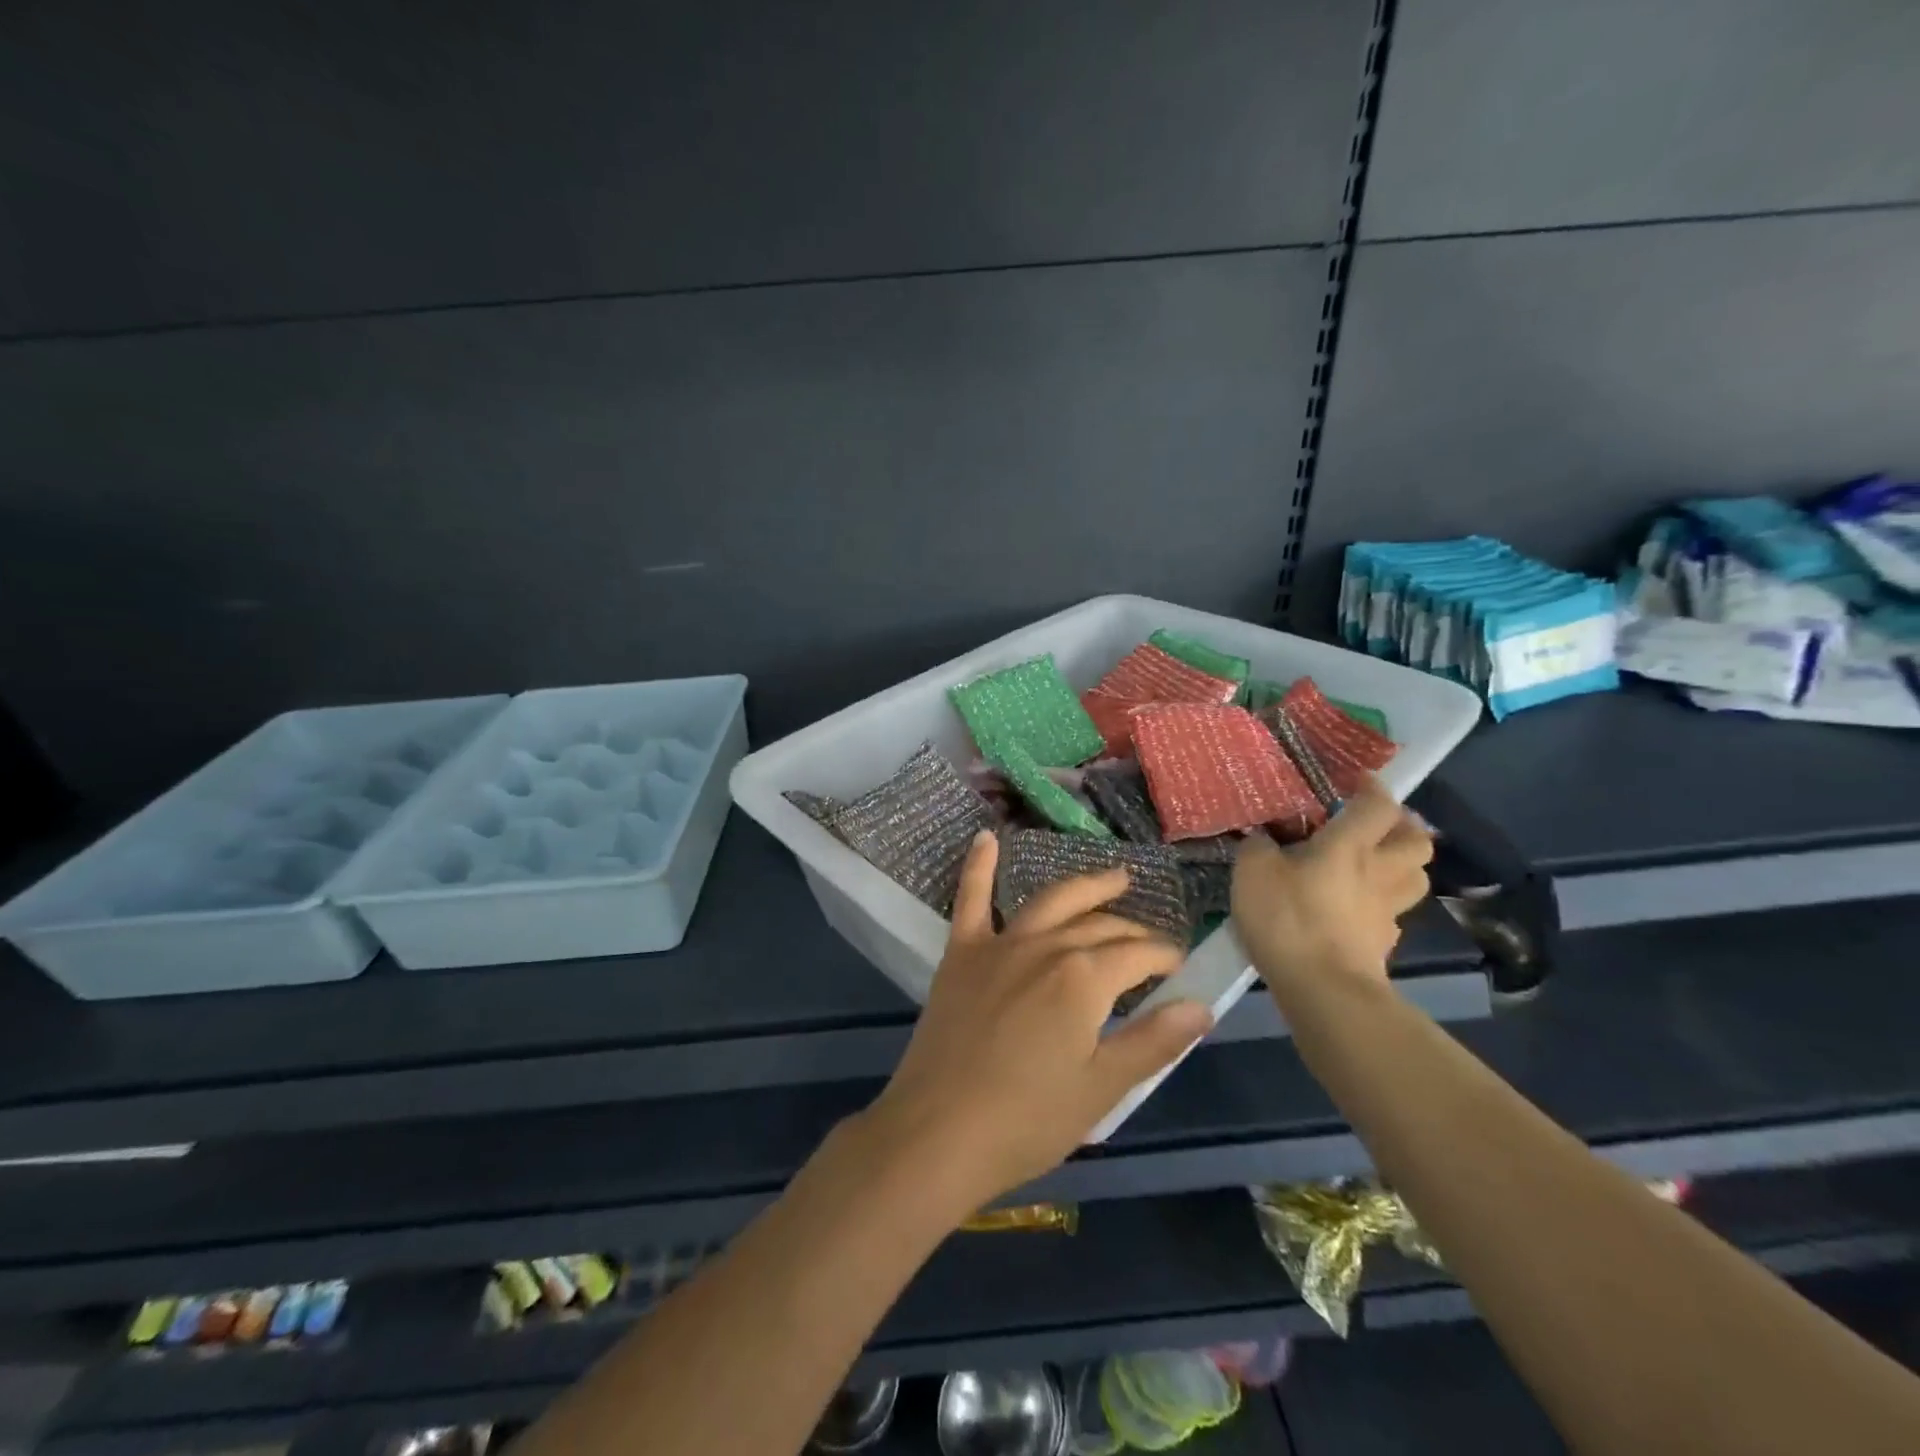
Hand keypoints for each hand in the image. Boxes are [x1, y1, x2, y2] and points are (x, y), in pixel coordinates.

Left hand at [861, 832, 1213, 1211]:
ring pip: (1051, 901)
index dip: (1164, 956)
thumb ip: (1154, 1041)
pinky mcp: (961, 954)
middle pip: (1099, 926)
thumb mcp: (1102, 1088)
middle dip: (1132, 930)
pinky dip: (979, 866)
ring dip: (1085, 886)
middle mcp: (1044, 946)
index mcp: (1084, 978)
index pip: (1138, 954)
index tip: (1179, 966)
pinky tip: (986, 837)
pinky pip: (971, 899)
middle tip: (1150, 939)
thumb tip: (1202, 1005)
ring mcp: (999, 945)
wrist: (938, 1132)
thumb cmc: (1027, 1120)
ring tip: (1113, 876)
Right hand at [1232, 776, 1433, 1004]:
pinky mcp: (1383, 943)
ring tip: (1376, 863)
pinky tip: (1359, 909)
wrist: (1322, 987)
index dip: (1372, 788)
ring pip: (1416, 877)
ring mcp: (1386, 910)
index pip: (1378, 805)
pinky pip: (1393, 914)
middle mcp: (1379, 871)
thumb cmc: (1287, 917)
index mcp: (1350, 846)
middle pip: (1417, 840)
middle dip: (1404, 826)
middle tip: (1377, 824)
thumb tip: (1264, 839)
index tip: (1357, 781)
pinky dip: (1383, 905)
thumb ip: (1258, 846)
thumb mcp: (1252, 871)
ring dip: (1403, 864)